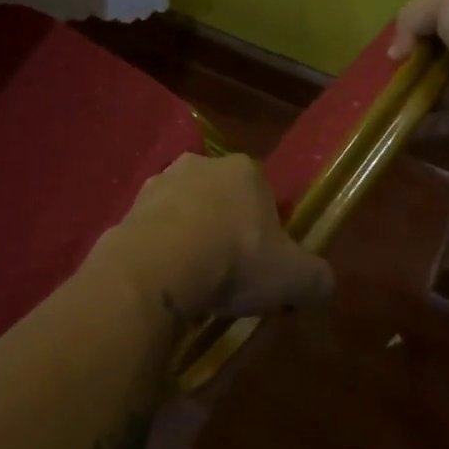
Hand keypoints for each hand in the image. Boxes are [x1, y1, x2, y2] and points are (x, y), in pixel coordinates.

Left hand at [94, 154, 333, 317]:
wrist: (158, 268)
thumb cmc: (235, 261)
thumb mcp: (294, 278)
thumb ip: (316, 277)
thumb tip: (321, 283)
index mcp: (245, 170)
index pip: (264, 194)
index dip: (266, 229)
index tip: (263, 262)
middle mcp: (199, 165)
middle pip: (220, 198)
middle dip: (225, 228)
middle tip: (229, 272)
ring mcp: (158, 183)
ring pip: (183, 212)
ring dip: (189, 237)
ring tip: (193, 280)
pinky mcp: (127, 208)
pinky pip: (152, 231)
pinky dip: (159, 251)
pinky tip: (165, 281)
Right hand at [389, 0, 448, 141]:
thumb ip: (412, 15)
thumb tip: (397, 52)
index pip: (437, 17)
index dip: (412, 28)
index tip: (395, 45)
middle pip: (430, 55)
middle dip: (405, 66)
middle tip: (382, 77)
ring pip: (430, 88)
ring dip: (406, 96)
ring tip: (383, 103)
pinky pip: (437, 121)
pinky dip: (416, 124)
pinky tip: (395, 125)